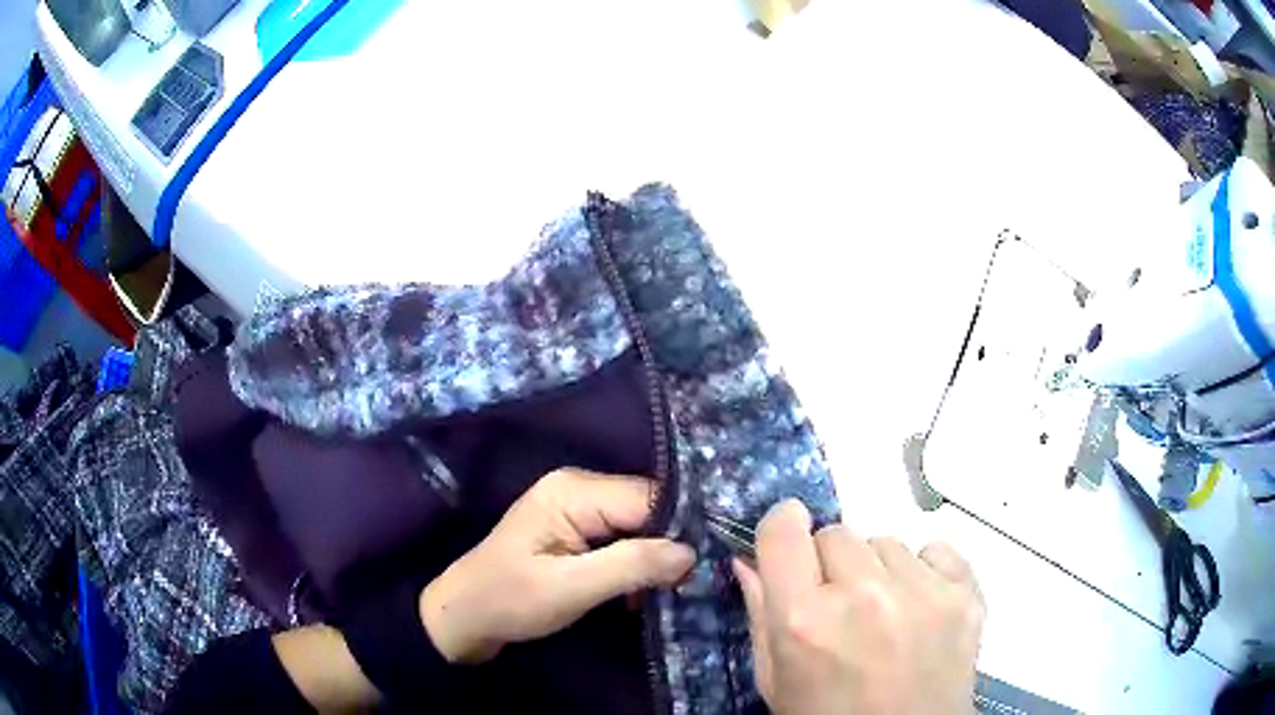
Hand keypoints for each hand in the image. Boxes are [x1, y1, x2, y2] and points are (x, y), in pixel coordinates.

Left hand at [420, 468, 694, 663]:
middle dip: (669, 546)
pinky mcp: (578, 531)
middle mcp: (580, 488)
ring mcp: (578, 509)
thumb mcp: (570, 588)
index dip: (679, 529)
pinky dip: (636, 565)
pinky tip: (641, 593)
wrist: (465, 616)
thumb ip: (631, 567)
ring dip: (654, 560)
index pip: (649, 498)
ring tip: (670, 593)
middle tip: (690, 584)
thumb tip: (691, 553)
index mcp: (574, 491)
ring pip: (639, 526)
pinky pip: (623, 539)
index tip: (704, 566)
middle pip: (647, 509)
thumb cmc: (509, 600)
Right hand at [734, 500, 984, 714]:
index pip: (783, 529)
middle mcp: (863, 596)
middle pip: (837, 533)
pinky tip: (921, 609)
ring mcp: (921, 593)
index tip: (790, 542)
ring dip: (879, 572)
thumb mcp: (776, 679)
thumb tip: (748, 557)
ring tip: (885, 617)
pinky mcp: (965, 594)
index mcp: (804, 621)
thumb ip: (760, 613)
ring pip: (886, 543)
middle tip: (841, 605)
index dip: (783, 529)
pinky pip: (935, 551)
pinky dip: (925, 572)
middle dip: (831, 564)